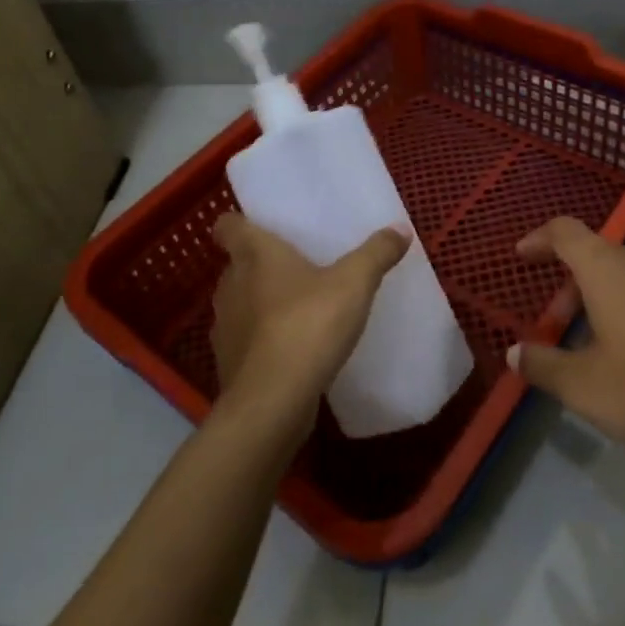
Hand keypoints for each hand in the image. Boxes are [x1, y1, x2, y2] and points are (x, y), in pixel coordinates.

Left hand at [209, 214, 409, 437]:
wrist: (272, 403)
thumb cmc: (307, 325)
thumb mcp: (354, 284)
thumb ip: (376, 254)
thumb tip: (400, 229)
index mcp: (253, 255)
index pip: (228, 226)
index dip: (239, 222)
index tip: (261, 227)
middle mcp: (230, 285)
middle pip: (238, 264)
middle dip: (261, 265)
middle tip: (298, 266)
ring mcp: (225, 327)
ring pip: (240, 303)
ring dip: (262, 303)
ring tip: (298, 308)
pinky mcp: (229, 364)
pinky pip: (246, 340)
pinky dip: (263, 340)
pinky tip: (293, 349)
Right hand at [509, 217, 624, 473]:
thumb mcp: (586, 387)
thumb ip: (544, 366)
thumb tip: (515, 352)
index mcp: (605, 268)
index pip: (563, 231)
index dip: (538, 239)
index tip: (520, 257)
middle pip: (591, 255)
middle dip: (564, 285)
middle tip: (551, 327)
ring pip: (619, 275)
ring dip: (593, 300)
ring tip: (585, 346)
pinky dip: (621, 309)